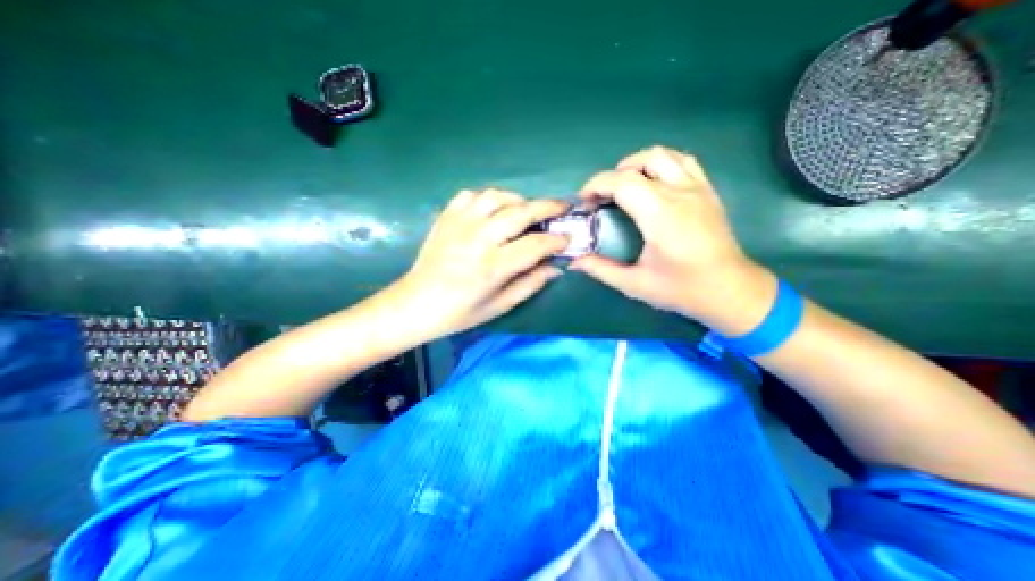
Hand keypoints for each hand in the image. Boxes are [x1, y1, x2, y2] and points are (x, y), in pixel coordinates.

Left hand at [395, 189, 569, 337]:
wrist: (415, 304)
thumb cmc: (459, 312)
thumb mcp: (499, 306)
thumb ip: (530, 284)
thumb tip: (556, 267)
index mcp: (492, 266)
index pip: (535, 245)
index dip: (556, 241)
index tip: (567, 239)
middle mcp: (478, 239)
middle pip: (520, 212)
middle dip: (548, 207)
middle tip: (562, 207)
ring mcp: (459, 224)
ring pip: (497, 196)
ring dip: (518, 200)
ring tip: (527, 210)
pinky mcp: (446, 218)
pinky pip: (471, 195)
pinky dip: (488, 198)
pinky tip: (493, 210)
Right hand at [566, 146, 776, 336]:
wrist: (730, 290)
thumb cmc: (681, 289)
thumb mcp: (635, 284)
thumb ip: (601, 270)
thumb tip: (574, 262)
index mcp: (660, 215)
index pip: (622, 182)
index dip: (596, 185)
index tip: (584, 201)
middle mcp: (680, 193)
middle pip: (640, 162)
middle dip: (612, 175)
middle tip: (601, 198)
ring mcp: (697, 188)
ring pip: (663, 154)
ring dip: (636, 164)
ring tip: (623, 186)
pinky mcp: (707, 191)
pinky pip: (683, 161)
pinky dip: (661, 163)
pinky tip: (652, 182)